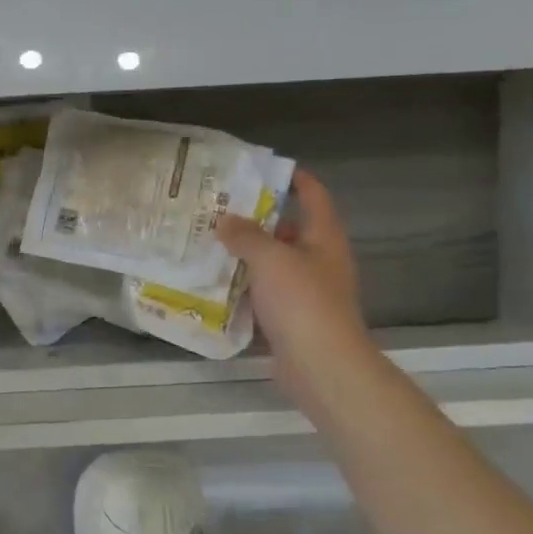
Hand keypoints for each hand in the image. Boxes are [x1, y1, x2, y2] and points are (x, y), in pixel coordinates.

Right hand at [216, 172, 375, 411]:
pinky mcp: (291, 318)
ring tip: (208, 243)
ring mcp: (306, 291)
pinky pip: (263, 294)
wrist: (320, 365)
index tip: (263, 169)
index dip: (294, 179)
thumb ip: (246, 236)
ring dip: (245, 256)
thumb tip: (225, 219)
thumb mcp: (271, 259)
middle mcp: (319, 260)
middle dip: (256, 220)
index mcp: (324, 238)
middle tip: (219, 210)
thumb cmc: (302, 302)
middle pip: (288, 230)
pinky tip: (215, 284)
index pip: (313, 196)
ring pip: (272, 264)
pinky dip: (243, 288)